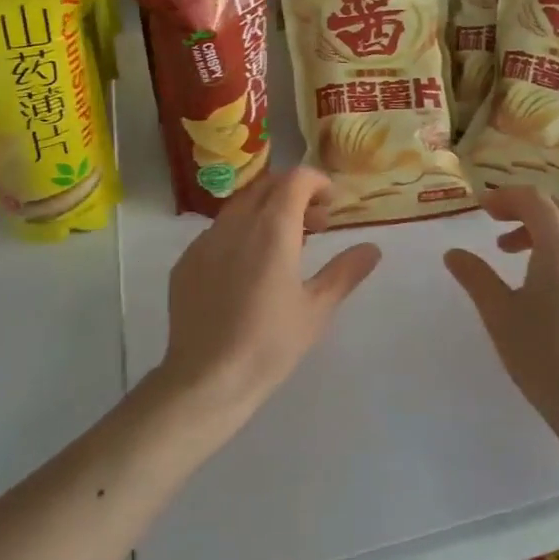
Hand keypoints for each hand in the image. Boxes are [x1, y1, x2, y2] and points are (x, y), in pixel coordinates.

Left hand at [156, 167, 381, 422]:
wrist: (206, 380)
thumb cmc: (269, 344)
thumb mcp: (317, 309)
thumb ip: (345, 271)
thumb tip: (372, 248)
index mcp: (272, 229)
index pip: (295, 179)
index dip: (317, 182)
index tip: (331, 205)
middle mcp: (236, 223)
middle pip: (267, 185)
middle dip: (294, 193)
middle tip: (315, 224)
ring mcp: (205, 240)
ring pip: (240, 205)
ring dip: (267, 211)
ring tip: (284, 246)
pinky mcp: (186, 261)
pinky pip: (218, 231)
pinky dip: (241, 233)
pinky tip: (248, 270)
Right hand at [444, 186, 558, 430]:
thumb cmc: (543, 357)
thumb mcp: (500, 314)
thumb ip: (475, 276)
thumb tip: (453, 253)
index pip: (534, 199)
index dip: (505, 196)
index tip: (481, 209)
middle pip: (557, 208)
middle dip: (523, 209)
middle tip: (495, 225)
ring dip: (542, 230)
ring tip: (513, 256)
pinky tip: (546, 285)